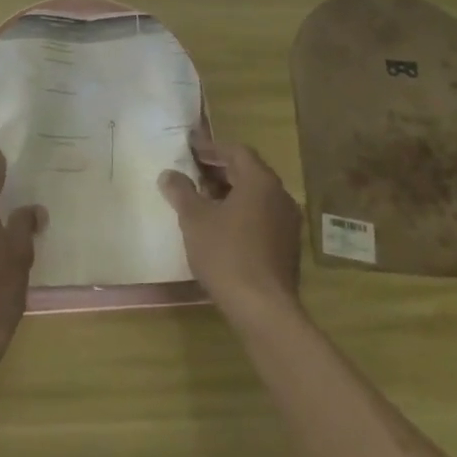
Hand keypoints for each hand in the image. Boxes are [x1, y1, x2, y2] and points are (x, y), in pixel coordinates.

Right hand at [158, 135, 302, 324]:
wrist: (263, 308)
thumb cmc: (226, 253)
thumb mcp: (195, 219)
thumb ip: (181, 191)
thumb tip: (169, 174)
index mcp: (260, 181)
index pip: (236, 151)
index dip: (211, 147)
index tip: (190, 148)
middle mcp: (280, 196)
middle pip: (248, 172)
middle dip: (219, 170)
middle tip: (192, 172)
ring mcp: (287, 222)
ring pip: (255, 196)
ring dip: (229, 192)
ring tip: (202, 200)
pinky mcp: (287, 246)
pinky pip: (262, 216)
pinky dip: (241, 212)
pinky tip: (220, 227)